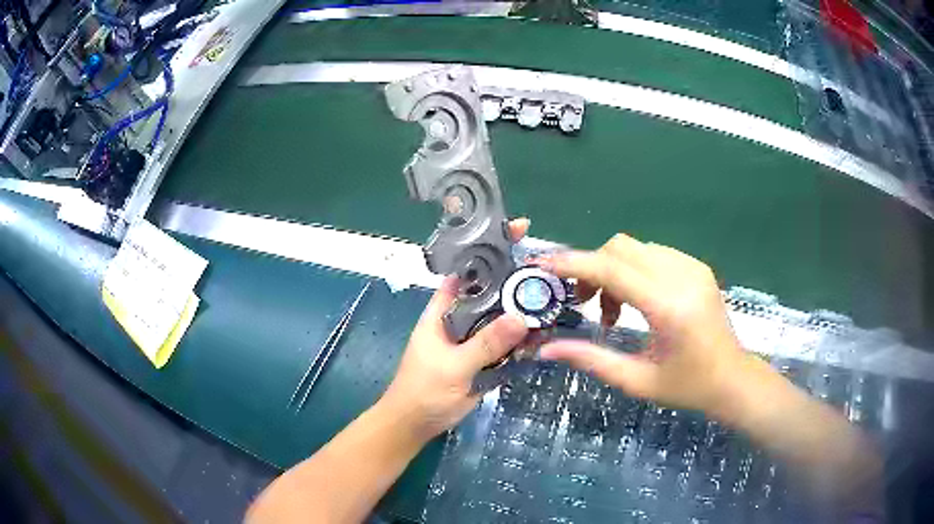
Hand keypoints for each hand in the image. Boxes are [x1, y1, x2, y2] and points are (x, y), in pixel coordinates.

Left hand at [379, 219, 529, 440]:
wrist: (414, 426)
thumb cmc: (422, 392)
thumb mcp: (452, 367)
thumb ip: (484, 345)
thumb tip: (521, 318)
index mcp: (442, 310)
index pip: (466, 271)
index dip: (488, 249)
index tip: (517, 231)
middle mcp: (460, 319)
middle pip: (492, 292)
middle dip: (517, 282)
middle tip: (549, 274)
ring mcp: (473, 340)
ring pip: (502, 319)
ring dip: (524, 313)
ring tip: (552, 307)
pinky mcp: (483, 360)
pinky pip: (506, 344)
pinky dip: (523, 341)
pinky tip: (543, 338)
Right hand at [535, 233, 748, 415]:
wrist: (732, 379)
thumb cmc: (687, 386)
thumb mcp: (636, 381)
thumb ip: (590, 359)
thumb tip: (545, 350)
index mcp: (669, 306)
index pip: (612, 269)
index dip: (573, 264)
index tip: (542, 266)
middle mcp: (682, 276)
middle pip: (620, 247)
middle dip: (591, 268)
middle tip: (582, 303)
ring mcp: (692, 267)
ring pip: (635, 248)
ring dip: (612, 270)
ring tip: (612, 310)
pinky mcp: (697, 267)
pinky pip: (652, 254)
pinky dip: (632, 270)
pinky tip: (635, 301)